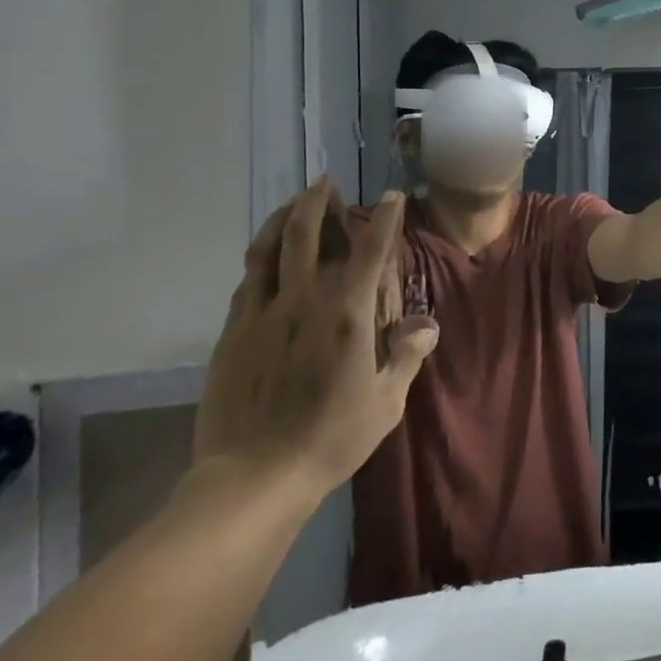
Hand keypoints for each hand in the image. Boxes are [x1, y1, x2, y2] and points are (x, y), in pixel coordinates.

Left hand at [194, 183, 439, 504]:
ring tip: (292, 204)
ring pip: (266, 249)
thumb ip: (406, 356)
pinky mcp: (233, 334)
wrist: (253, 476)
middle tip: (325, 184)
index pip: (370, 250)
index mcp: (345, 314)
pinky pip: (247, 282)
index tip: (392, 197)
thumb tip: (427, 324)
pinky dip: (260, 258)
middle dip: (317, 201)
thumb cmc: (331, 438)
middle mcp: (302, 301)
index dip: (385, 218)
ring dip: (281, 219)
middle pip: (304, 234)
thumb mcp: (385, 402)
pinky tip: (265, 259)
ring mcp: (261, 314)